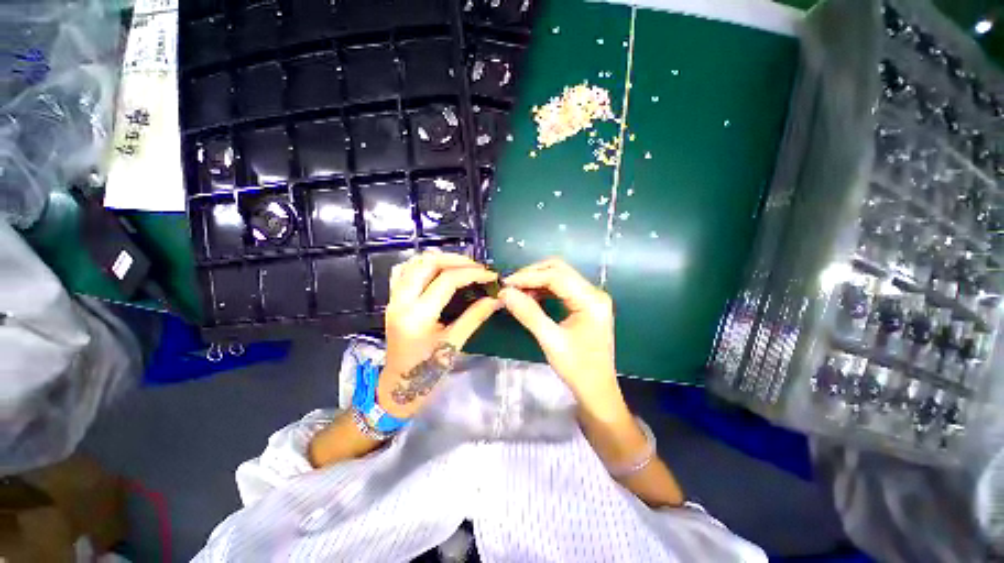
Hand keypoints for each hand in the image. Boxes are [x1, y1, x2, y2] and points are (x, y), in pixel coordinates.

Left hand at [376, 250, 499, 418]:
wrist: (397, 386)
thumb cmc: (427, 371)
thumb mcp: (454, 344)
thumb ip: (475, 317)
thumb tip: (497, 299)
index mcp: (418, 315)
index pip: (447, 280)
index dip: (473, 273)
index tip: (491, 276)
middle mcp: (401, 301)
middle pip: (429, 263)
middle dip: (457, 260)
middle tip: (478, 267)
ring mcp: (393, 298)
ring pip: (414, 262)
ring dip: (440, 259)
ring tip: (462, 266)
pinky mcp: (392, 299)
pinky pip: (403, 271)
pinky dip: (422, 264)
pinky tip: (437, 269)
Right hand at [499, 258, 626, 419]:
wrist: (597, 390)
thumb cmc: (577, 369)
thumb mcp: (550, 341)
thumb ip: (528, 314)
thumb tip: (504, 293)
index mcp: (591, 300)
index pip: (556, 277)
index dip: (528, 276)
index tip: (505, 283)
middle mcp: (594, 293)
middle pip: (559, 270)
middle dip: (532, 274)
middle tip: (510, 285)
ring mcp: (590, 297)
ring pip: (559, 276)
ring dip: (536, 281)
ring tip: (516, 291)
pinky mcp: (584, 304)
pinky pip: (561, 288)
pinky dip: (543, 289)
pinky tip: (529, 297)